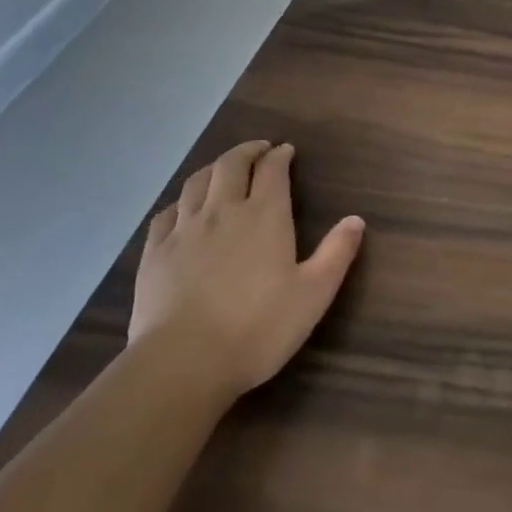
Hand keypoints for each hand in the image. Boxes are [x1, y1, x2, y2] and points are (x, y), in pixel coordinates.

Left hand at [128, 141, 364, 402]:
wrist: (183, 362)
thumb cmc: (258, 328)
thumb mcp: (314, 294)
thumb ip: (337, 253)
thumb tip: (356, 219)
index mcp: (265, 216)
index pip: (273, 170)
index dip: (280, 155)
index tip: (286, 150)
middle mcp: (224, 211)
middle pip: (231, 165)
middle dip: (247, 151)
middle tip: (258, 149)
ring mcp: (184, 230)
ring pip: (197, 182)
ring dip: (214, 168)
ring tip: (223, 169)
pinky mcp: (155, 252)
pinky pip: (167, 212)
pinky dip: (181, 200)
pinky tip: (183, 208)